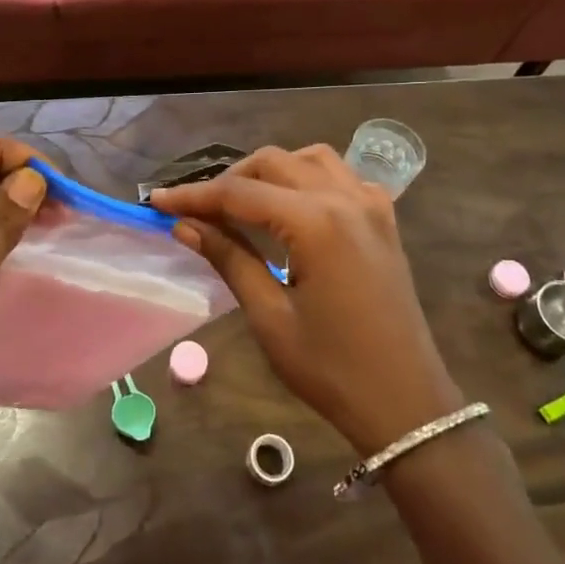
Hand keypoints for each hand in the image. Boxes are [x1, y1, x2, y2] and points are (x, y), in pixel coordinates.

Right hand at [153, 145, 463, 453]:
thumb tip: (185, 225)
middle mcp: (345, 199)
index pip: (240, 194)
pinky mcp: (383, 220)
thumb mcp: (270, 316)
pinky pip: (341, 176)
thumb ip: (229, 258)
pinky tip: (292, 205)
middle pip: (273, 163)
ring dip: (270, 170)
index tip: (158, 201)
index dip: (195, 195)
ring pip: (309, 159)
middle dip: (228, 180)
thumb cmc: (331, 369)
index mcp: (316, 223)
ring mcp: (370, 206)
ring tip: (241, 202)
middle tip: (195, 209)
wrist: (407, 404)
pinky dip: (308, 177)